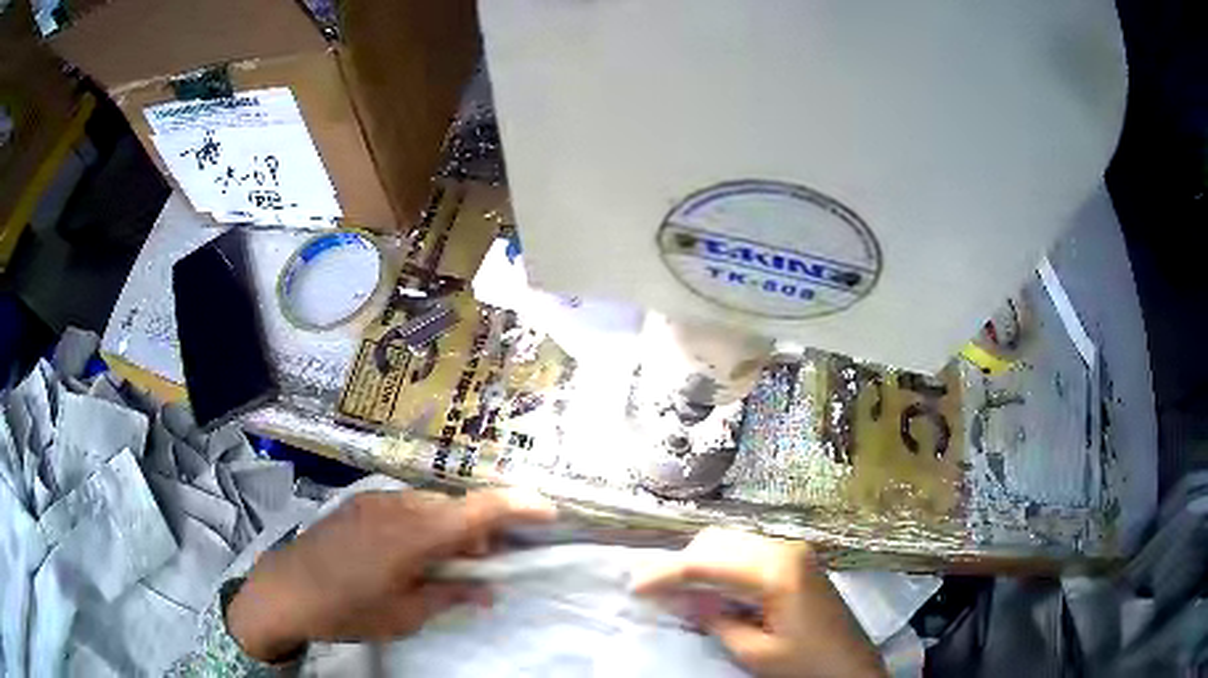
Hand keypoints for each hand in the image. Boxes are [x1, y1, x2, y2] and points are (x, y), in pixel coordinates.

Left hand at [227, 488, 556, 661]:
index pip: (478, 510)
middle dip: (480, 531)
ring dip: (449, 530)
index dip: (518, 505)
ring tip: (443, 566)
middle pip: (457, 507)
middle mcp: (398, 506)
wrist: (285, 589)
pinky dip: (423, 526)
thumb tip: (487, 587)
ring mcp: (375, 500)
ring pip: (431, 506)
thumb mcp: (405, 614)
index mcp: (414, 535)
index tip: (549, 512)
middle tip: (483, 567)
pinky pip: (406, 507)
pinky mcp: (359, 503)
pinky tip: (409, 555)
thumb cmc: (348, 609)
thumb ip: (450, 594)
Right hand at [632, 528, 885, 677]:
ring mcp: (793, 550)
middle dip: (682, 564)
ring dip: (701, 563)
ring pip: (730, 542)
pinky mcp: (796, 559)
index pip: (707, 562)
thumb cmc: (805, 664)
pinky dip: (722, 565)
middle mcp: (785, 548)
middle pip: (717, 542)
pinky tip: (711, 588)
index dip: (666, 574)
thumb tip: (680, 597)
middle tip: (656, 592)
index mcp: (776, 570)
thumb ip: (714, 619)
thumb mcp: (754, 651)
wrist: (851, 666)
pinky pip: (747, 552)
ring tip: (679, 591)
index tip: (635, 588)